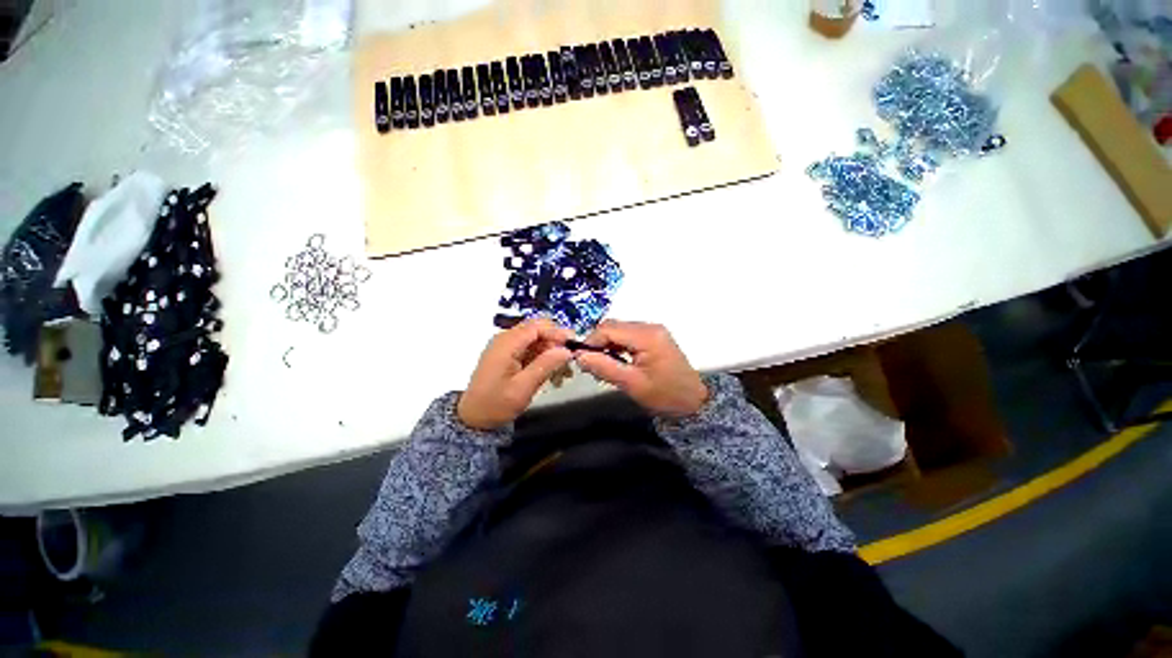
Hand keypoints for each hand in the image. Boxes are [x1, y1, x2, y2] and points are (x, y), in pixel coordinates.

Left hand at [458, 318, 574, 430]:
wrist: (473, 418)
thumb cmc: (496, 404)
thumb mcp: (523, 387)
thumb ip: (545, 366)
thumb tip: (566, 351)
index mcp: (506, 343)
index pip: (537, 326)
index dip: (556, 333)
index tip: (572, 346)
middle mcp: (505, 339)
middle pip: (537, 330)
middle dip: (555, 343)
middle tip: (567, 361)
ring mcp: (506, 346)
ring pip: (535, 339)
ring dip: (550, 352)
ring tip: (561, 373)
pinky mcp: (507, 354)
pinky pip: (529, 349)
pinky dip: (541, 358)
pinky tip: (550, 373)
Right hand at [574, 320, 708, 417]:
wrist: (695, 401)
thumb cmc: (665, 395)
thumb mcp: (632, 384)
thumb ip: (604, 368)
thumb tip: (579, 356)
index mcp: (646, 336)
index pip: (608, 329)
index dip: (591, 342)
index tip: (582, 360)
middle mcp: (649, 327)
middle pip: (613, 326)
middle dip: (598, 343)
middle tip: (592, 366)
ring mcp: (653, 330)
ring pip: (619, 330)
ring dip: (607, 345)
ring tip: (603, 366)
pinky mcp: (654, 337)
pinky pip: (628, 335)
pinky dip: (617, 346)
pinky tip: (616, 362)